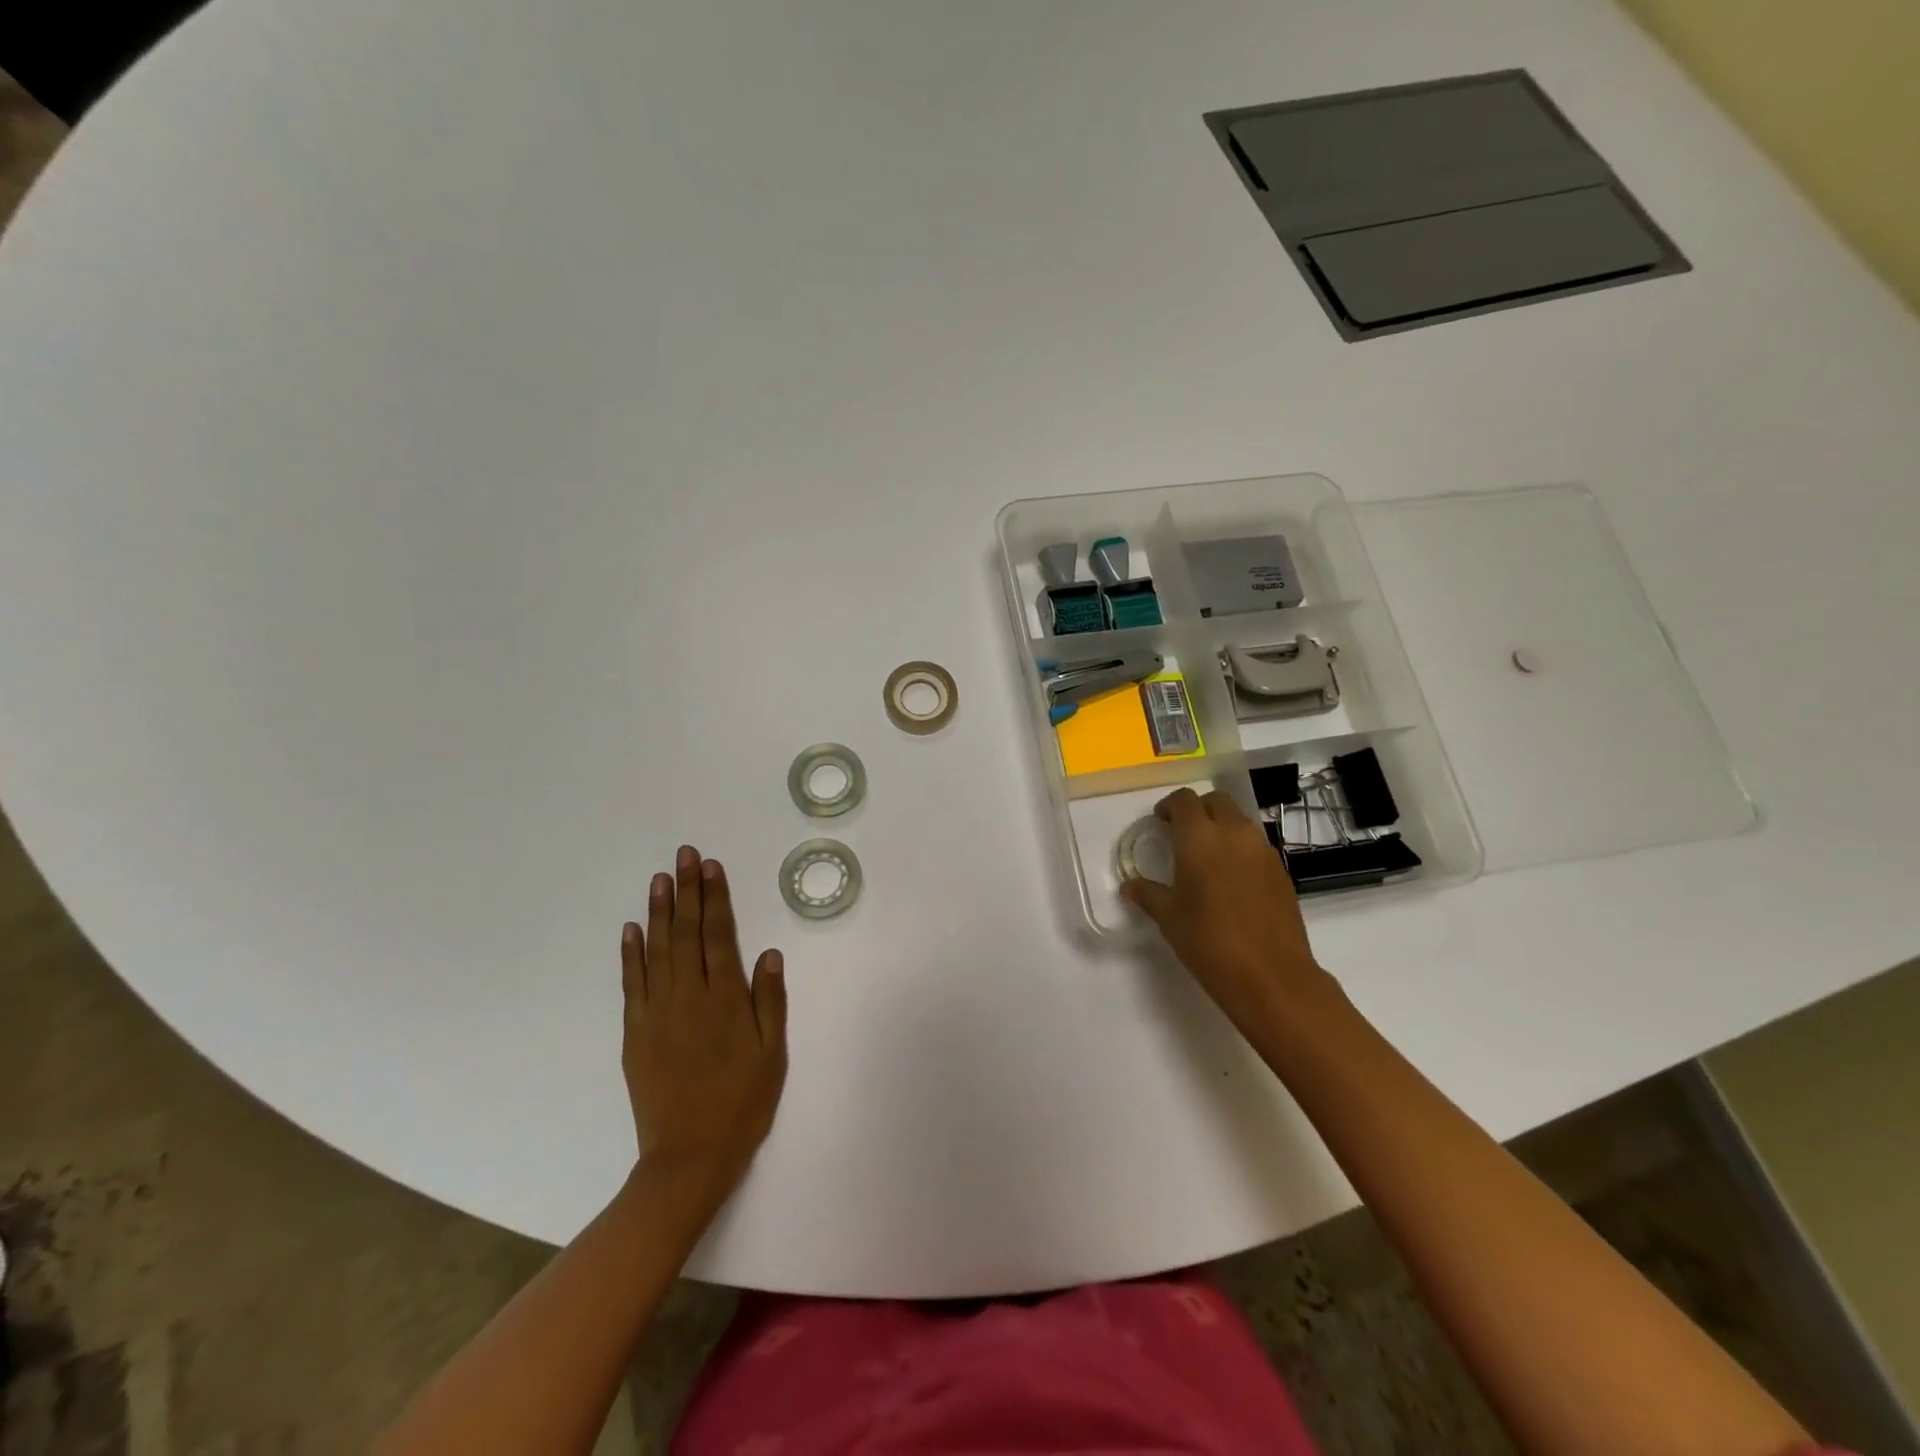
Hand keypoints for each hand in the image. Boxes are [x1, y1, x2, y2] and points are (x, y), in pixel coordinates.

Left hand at [620, 846, 787, 1201]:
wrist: (688, 1157)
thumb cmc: (742, 1103)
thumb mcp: (772, 1055)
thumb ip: (770, 1002)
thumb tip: (769, 953)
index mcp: (725, 1000)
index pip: (719, 936)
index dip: (715, 898)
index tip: (710, 866)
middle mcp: (689, 996)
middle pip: (687, 933)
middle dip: (686, 891)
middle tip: (683, 855)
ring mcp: (657, 1013)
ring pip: (657, 950)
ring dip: (659, 912)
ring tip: (659, 879)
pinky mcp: (635, 1032)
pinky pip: (632, 983)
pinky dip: (631, 953)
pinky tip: (632, 929)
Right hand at [1122, 788, 1338, 1042]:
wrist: (1271, 976)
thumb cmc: (1209, 942)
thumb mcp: (1169, 918)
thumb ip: (1148, 894)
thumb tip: (1131, 885)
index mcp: (1200, 838)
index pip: (1184, 801)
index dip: (1169, 806)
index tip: (1160, 821)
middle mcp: (1234, 833)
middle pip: (1216, 802)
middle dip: (1197, 810)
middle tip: (1182, 833)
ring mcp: (1262, 850)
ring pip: (1239, 821)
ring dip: (1221, 827)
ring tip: (1206, 856)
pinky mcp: (1280, 870)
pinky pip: (1255, 845)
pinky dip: (1239, 849)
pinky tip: (1230, 879)